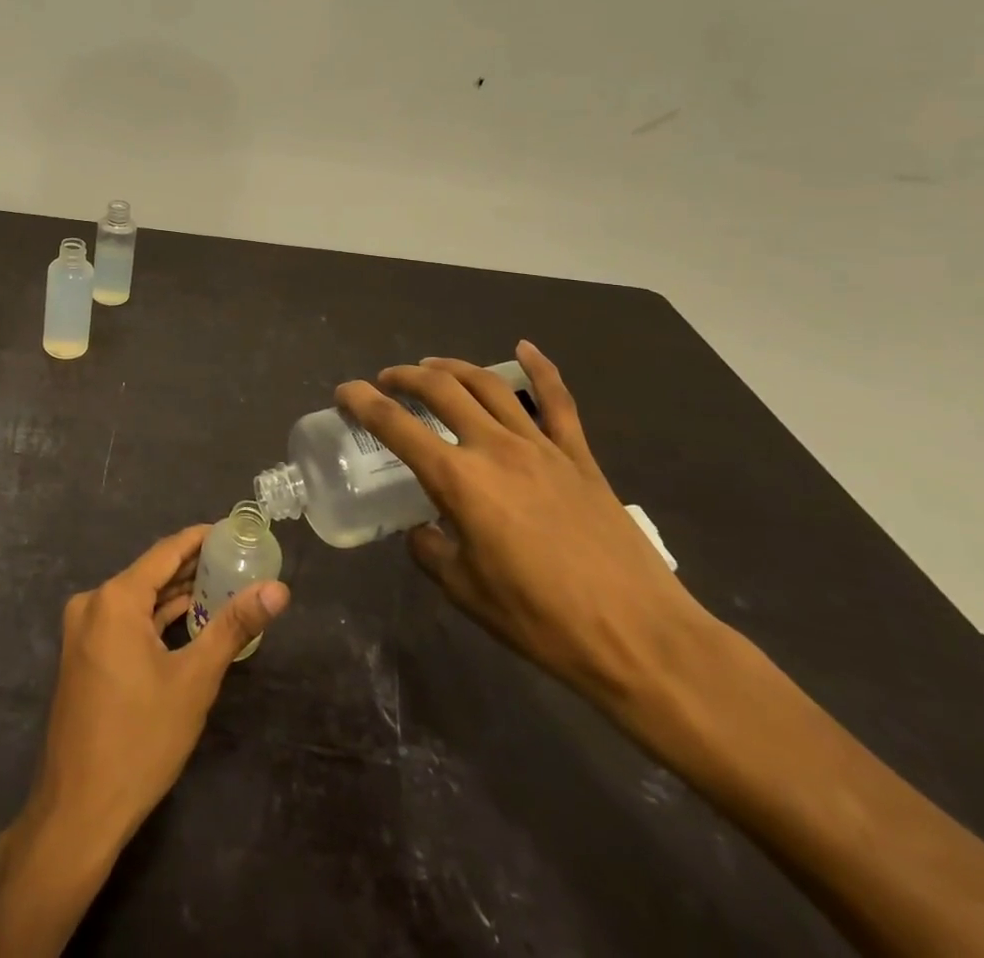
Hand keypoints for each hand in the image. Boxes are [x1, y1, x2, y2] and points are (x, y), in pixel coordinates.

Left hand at [27, 525, 290, 849]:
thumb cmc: (140, 739)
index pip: (166, 551)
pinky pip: (126, 622)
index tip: (235, 531)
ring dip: (177, 596)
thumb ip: (234, 626)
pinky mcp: (84, 655)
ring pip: (139, 600)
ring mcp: (83, 630)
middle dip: (194, 568)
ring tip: (224, 587)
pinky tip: (189, 621)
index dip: (201, 538)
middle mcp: (93, 603)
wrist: (79, 811)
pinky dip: (156, 620)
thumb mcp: (195, 680)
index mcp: (115, 598)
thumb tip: (278, 590)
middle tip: (239, 561)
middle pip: (152, 573)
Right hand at [336, 341, 709, 711]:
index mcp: (459, 480)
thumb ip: (432, 552)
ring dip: (453, 368)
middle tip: (387, 381)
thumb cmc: (542, 620)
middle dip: (405, 377)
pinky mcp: (579, 456)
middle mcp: (495, 448)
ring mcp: (541, 446)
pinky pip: (557, 401)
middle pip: (441, 390)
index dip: (362, 402)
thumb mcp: (466, 592)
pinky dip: (540, 368)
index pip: (396, 426)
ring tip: (431, 366)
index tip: (344, 392)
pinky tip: (525, 347)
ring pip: (489, 385)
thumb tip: (423, 530)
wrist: (639, 637)